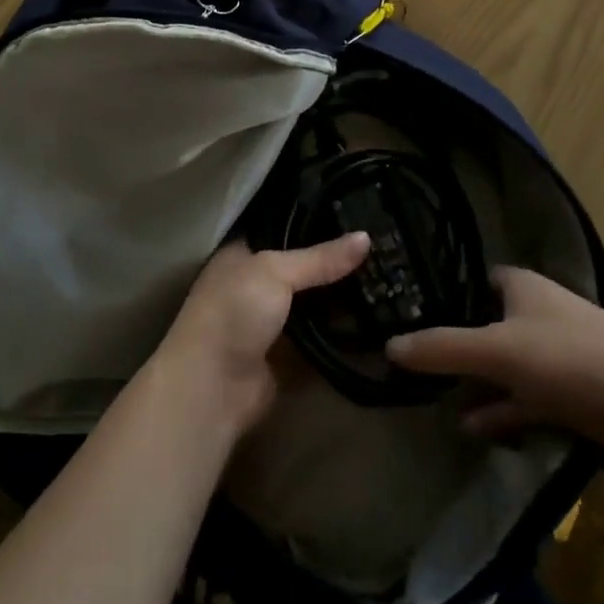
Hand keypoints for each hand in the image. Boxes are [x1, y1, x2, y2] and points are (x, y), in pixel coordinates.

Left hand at [154, 234, 370, 435]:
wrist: (213, 388)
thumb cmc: (234, 312)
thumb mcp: (275, 272)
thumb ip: (320, 258)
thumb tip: (366, 237)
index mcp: (245, 254)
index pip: (287, 229)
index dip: (320, 223)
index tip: (360, 216)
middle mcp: (258, 284)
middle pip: (306, 269)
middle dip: (339, 263)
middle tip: (385, 249)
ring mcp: (274, 322)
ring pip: (317, 303)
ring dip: (346, 298)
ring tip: (390, 278)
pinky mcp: (289, 356)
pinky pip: (323, 337)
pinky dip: (345, 331)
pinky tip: (379, 317)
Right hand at [386, 265, 603, 473]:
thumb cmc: (570, 361)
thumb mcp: (496, 353)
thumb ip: (442, 349)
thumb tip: (390, 345)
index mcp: (526, 286)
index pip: (482, 279)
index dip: (453, 293)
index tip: (420, 314)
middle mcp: (545, 311)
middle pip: (494, 323)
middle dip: (464, 346)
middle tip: (427, 365)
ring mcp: (567, 353)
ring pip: (513, 364)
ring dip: (483, 384)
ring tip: (445, 404)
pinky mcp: (584, 393)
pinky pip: (534, 397)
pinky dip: (508, 410)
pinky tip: (480, 429)